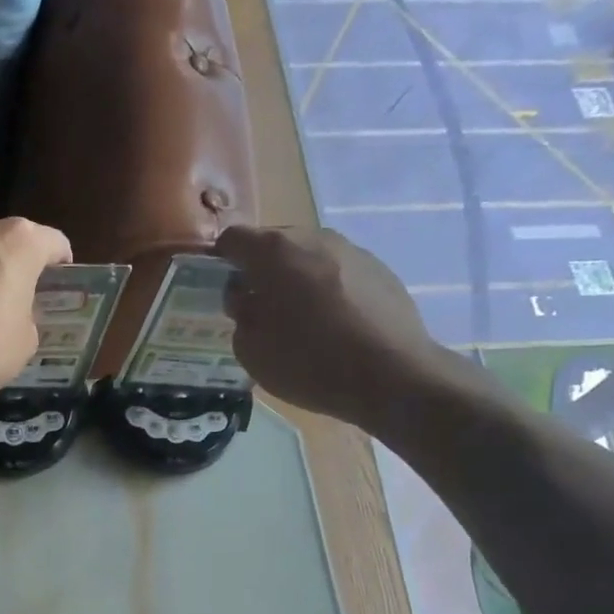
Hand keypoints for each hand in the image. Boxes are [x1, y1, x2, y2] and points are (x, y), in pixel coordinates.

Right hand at [215, 224, 446, 431]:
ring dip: (296, 279)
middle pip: (273, 243)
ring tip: (299, 319)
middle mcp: (313, 238)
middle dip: (261, 270)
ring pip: (308, 256)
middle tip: (259, 309)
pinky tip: (334, 325)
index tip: (223, 291)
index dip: (221, 263)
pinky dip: (327, 289)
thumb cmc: (309, 362)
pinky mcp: (381, 269)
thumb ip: (240, 313)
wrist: (393, 376)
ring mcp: (352, 250)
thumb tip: (246, 297)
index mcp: (274, 251)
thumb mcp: (251, 348)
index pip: (232, 239)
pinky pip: (338, 272)